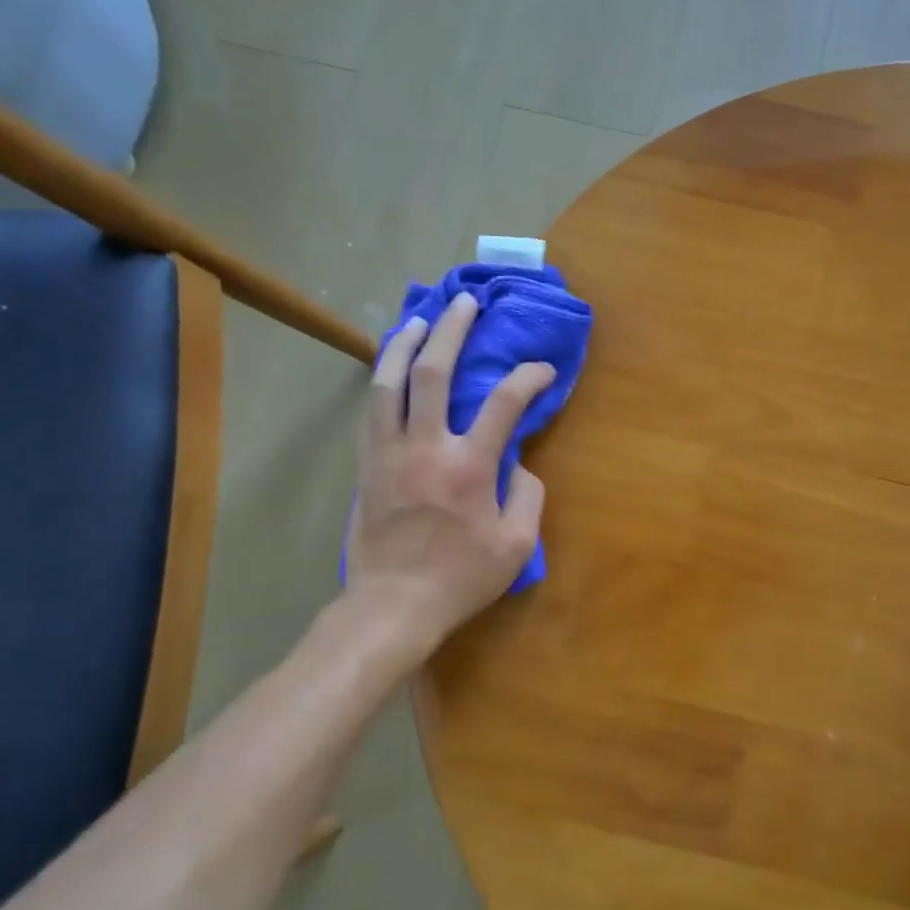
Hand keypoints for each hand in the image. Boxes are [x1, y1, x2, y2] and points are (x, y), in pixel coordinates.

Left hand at [343, 292, 554, 661]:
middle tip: (465, 302)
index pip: (506, 403)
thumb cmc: (460, 578)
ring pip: (389, 382)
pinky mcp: (367, 465)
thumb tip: (518, 464)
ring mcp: (389, 453)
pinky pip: (372, 410)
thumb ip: (527, 496)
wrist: (392, 606)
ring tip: (419, 320)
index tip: (543, 371)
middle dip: (452, 330)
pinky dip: (383, 379)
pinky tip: (391, 367)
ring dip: (405, 344)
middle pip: (434, 372)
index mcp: (470, 466)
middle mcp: (427, 447)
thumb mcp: (516, 546)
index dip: (529, 377)